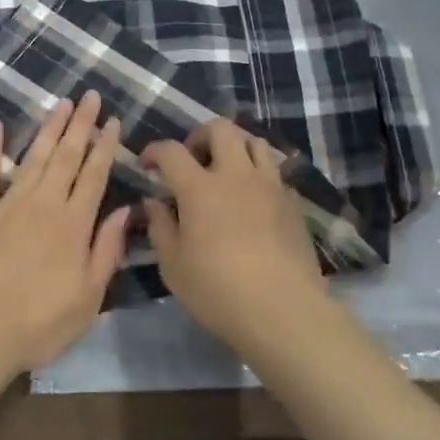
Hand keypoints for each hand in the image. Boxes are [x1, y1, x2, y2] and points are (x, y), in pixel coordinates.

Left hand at [0, 91, 131, 376]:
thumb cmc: (40, 324)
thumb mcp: (89, 298)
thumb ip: (107, 250)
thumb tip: (126, 211)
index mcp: (74, 224)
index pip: (95, 175)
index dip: (106, 146)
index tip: (114, 121)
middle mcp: (44, 204)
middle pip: (66, 156)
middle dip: (81, 125)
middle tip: (90, 96)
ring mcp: (8, 205)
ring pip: (33, 157)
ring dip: (49, 128)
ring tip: (61, 103)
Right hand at [142, 119, 326, 352]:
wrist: (284, 311)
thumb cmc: (218, 291)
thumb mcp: (173, 265)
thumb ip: (160, 226)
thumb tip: (154, 201)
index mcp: (200, 188)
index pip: (172, 151)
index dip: (154, 151)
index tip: (147, 165)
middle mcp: (236, 175)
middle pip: (221, 129)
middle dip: (200, 137)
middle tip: (192, 162)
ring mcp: (270, 185)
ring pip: (254, 142)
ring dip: (235, 149)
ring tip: (225, 174)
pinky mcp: (292, 202)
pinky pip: (274, 172)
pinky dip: (259, 176)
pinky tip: (253, 201)